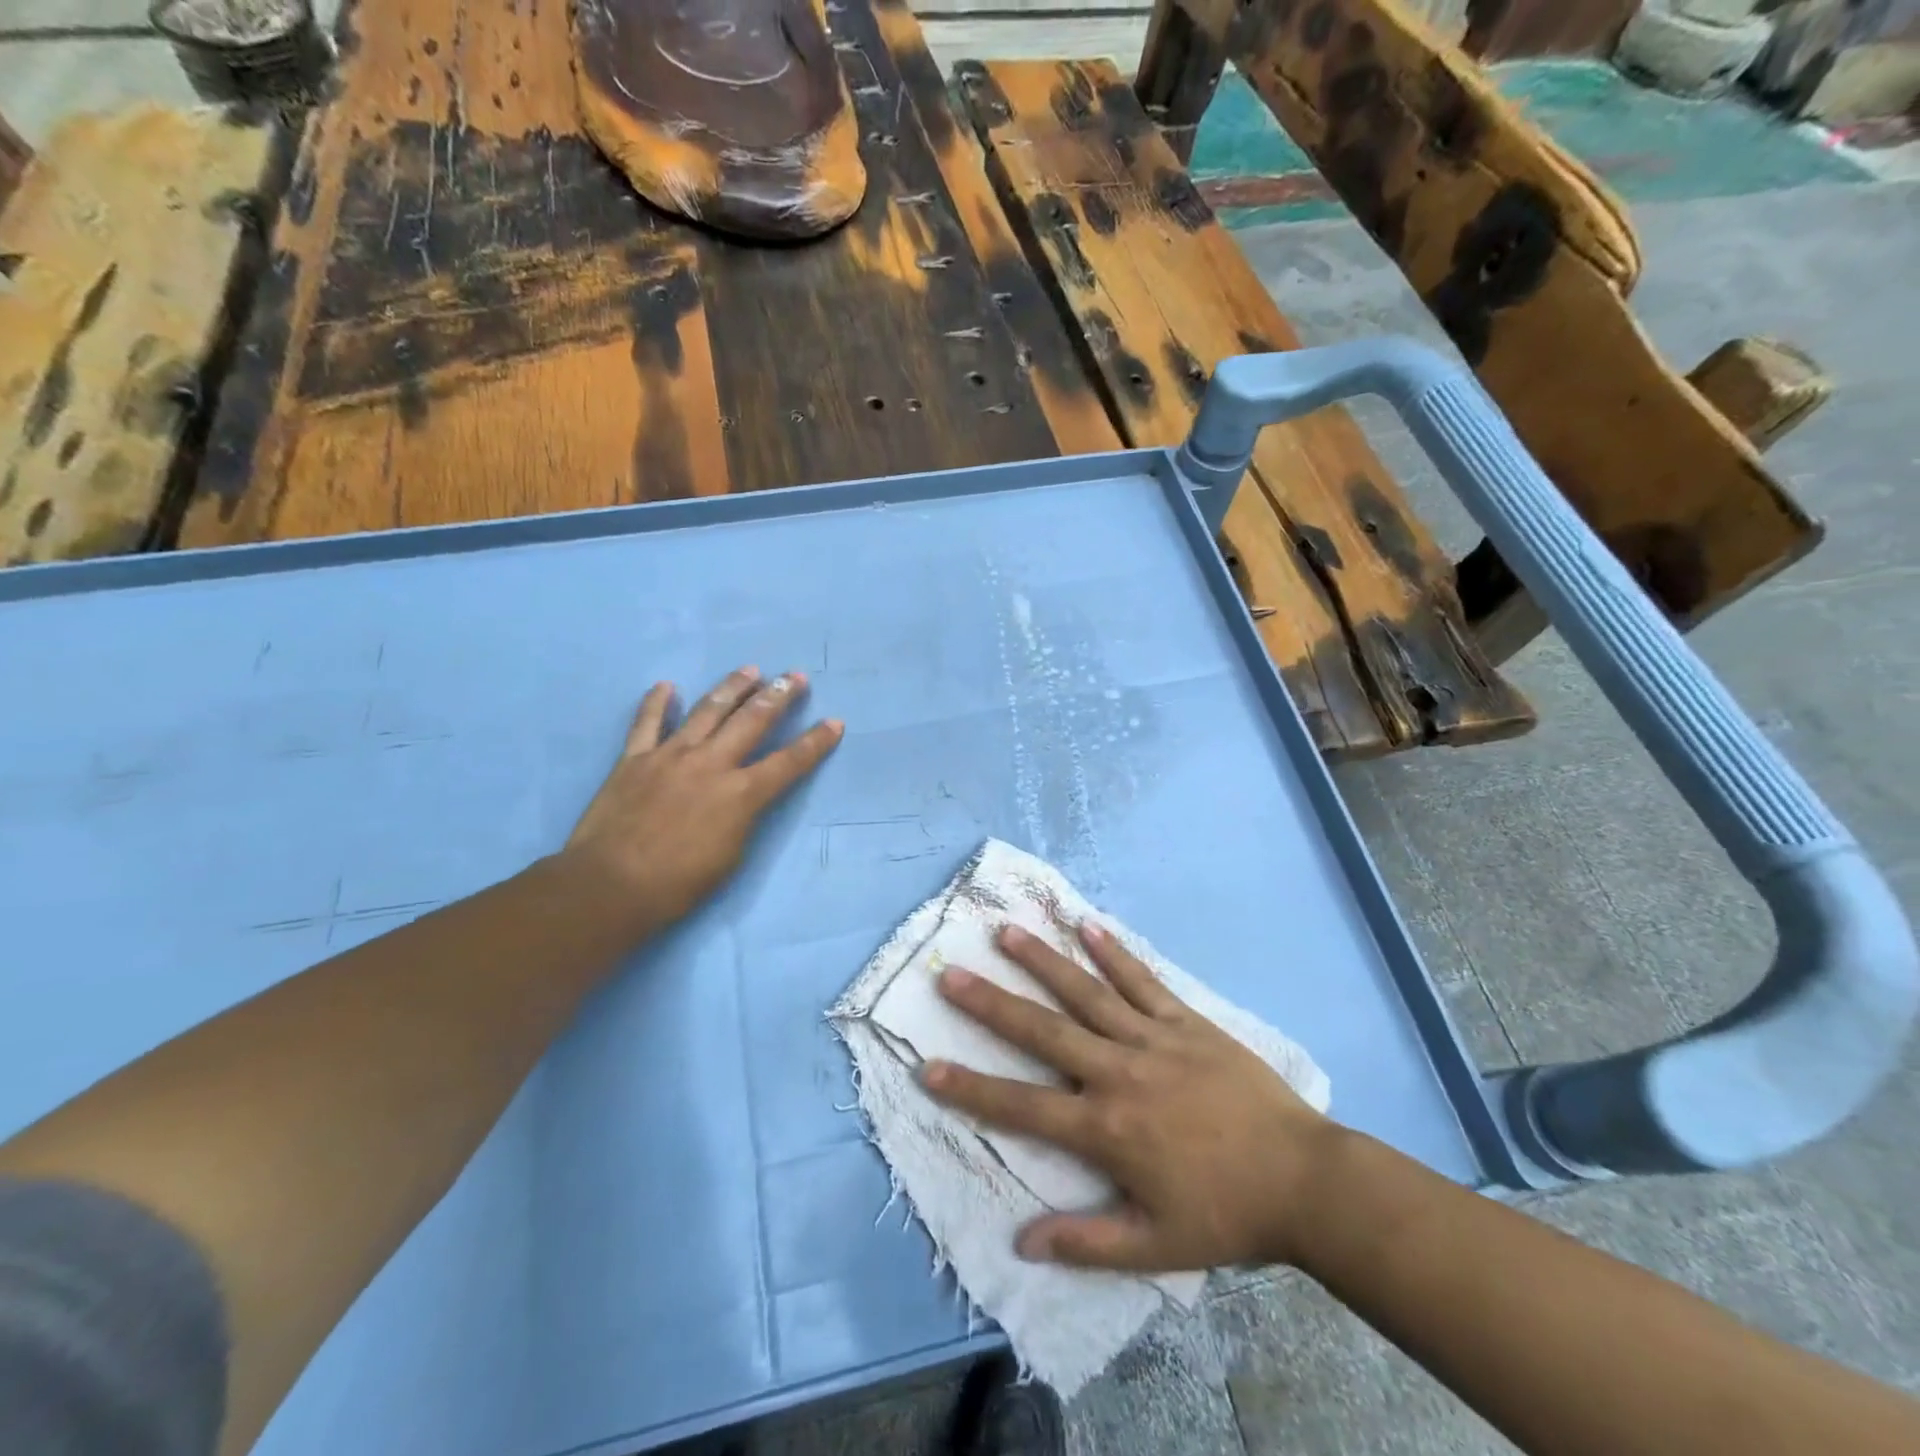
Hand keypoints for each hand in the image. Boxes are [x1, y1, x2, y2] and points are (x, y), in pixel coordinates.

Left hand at [564, 666, 841, 931]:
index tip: (834, 722)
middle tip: (795, 676)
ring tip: (750, 669)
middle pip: (752, 721)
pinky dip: (656, 703)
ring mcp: (670, 756)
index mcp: (741, 794)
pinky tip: (667, 686)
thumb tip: (743, 796)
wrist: (611, 886)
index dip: (815, 742)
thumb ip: (744, 816)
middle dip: (779, 696)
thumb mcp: (732, 855)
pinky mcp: (635, 759)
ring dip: (732, 687)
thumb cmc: (679, 883)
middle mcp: (711, 764)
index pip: (789, 762)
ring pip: (708, 711)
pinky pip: (647, 723)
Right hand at [921, 922, 1336, 1271]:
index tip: (928, 1065)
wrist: (1304, 1180)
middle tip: (951, 974)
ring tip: (1006, 932)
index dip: (971, 1088)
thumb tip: (1022, 1241)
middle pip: (1043, 1031)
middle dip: (991, 1003)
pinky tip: (1087, 925)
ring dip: (1043, 961)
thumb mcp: (1155, 1248)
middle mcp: (1118, 1071)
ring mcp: (1152, 1039)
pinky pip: (1142, 980)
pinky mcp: (1185, 1021)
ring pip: (1086, 992)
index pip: (1022, 1106)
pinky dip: (1113, 952)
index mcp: (1106, 1128)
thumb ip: (1087, 1242)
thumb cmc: (1225, 1214)